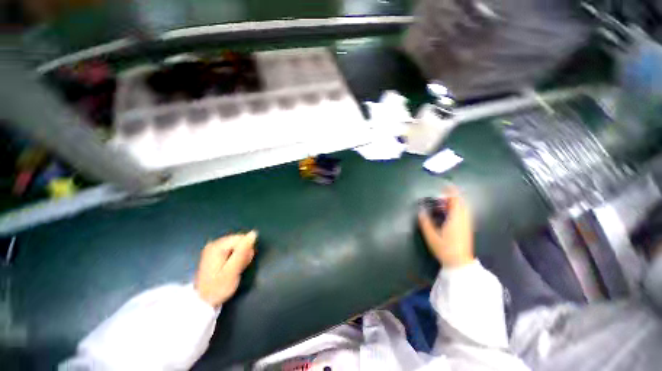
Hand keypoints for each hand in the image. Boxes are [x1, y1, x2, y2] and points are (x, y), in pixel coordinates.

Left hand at [195, 231, 256, 307]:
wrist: (202, 302)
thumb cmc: (218, 287)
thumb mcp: (232, 271)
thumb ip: (243, 251)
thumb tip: (254, 233)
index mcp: (218, 246)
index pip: (242, 238)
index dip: (247, 250)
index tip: (243, 263)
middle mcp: (215, 243)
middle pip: (239, 241)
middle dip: (243, 253)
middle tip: (238, 268)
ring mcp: (213, 248)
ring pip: (236, 245)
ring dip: (240, 256)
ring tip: (235, 269)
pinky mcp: (214, 253)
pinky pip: (231, 250)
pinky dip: (234, 257)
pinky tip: (231, 267)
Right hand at [418, 187, 473, 267]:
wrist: (460, 263)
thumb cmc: (445, 249)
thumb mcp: (431, 236)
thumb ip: (425, 222)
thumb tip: (420, 210)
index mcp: (455, 219)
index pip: (456, 201)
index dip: (451, 192)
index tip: (445, 185)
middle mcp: (463, 219)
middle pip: (461, 203)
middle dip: (452, 196)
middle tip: (440, 195)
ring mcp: (467, 224)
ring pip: (463, 208)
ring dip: (454, 202)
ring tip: (443, 203)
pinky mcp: (467, 228)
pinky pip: (463, 213)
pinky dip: (456, 209)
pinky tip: (448, 213)